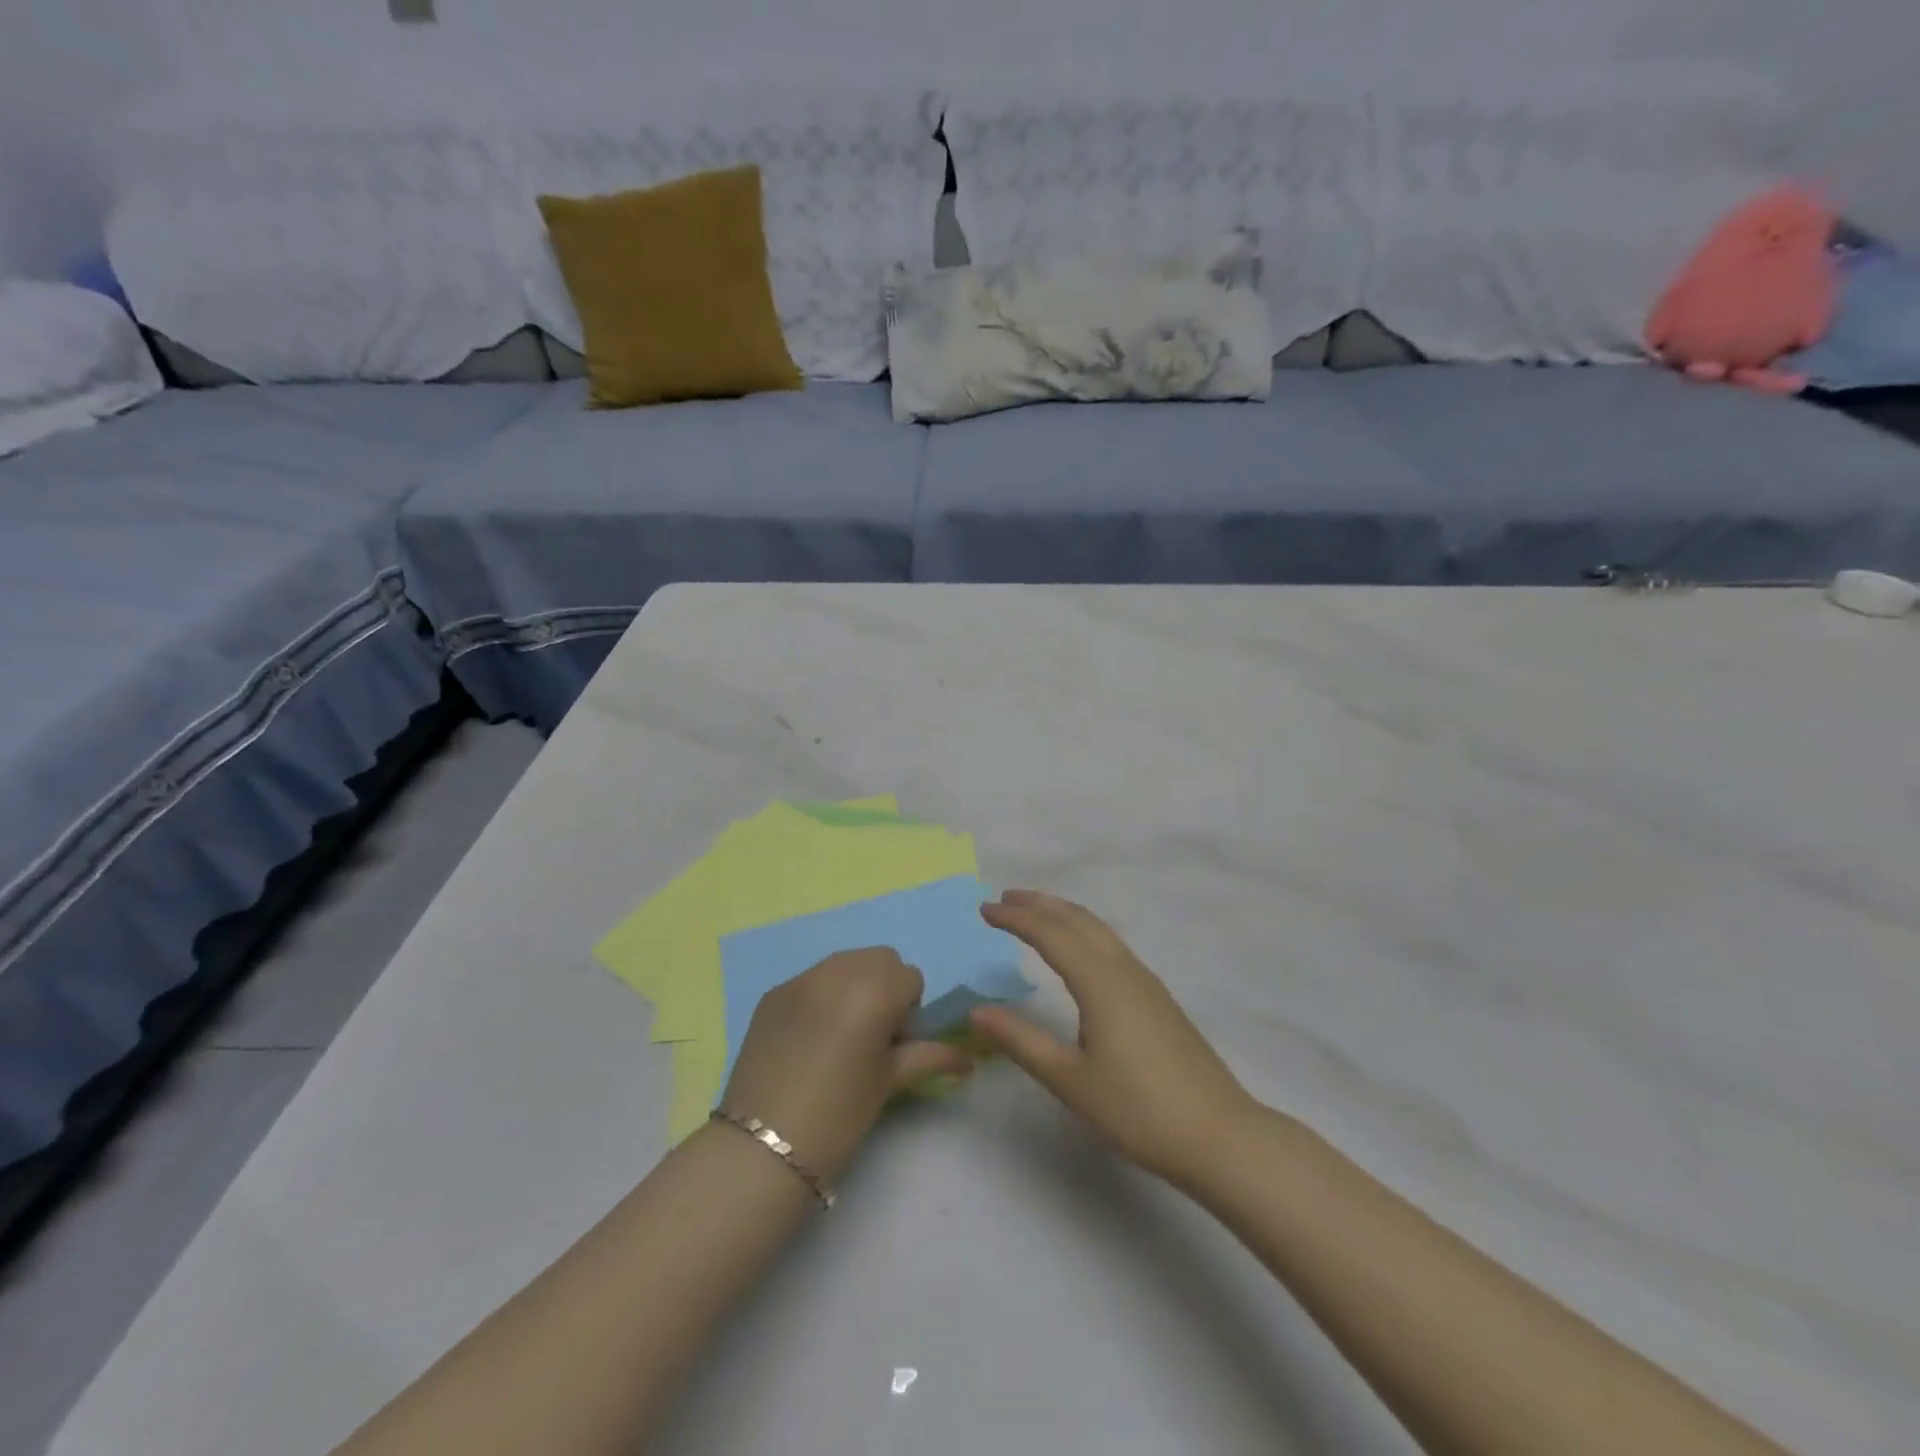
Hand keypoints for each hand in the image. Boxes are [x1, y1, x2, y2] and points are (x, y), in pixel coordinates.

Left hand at [720, 948, 972, 1184]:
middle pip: (879, 959)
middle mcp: (839, 969)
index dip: (909, 1010)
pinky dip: (820, 998)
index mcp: (876, 987)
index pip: (910, 976)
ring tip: (840, 1036)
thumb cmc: (841, 1112)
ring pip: (844, 963)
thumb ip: (931, 1056)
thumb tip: (967, 1060)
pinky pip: (811, 980)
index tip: (894, 1045)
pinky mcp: (773, 992)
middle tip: (872, 1037)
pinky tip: (808, 1041)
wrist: (763, 1143)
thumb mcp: (891, 1081)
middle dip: (884, 988)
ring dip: (853, 987)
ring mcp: (801, 978)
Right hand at [970, 890, 1256, 1188]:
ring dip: (1064, 914)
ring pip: (1099, 930)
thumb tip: (976, 1011)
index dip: (1016, 919)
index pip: (1050, 934)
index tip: (984, 909)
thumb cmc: (1138, 1110)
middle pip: (1078, 920)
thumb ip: (1021, 1041)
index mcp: (1100, 982)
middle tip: (1005, 899)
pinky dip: (1085, 932)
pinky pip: (1112, 946)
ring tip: (1036, 913)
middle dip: (1040, 904)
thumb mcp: (1070, 1080)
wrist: (1218, 1134)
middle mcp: (1123, 969)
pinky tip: (1080, 951)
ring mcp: (1146, 982)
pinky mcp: (1158, 998)